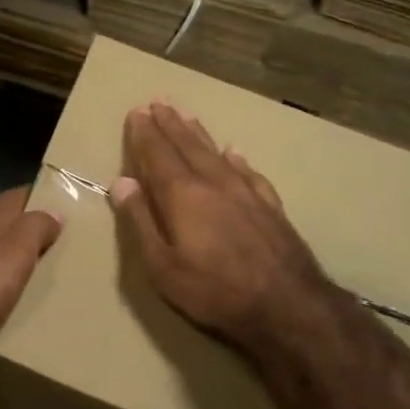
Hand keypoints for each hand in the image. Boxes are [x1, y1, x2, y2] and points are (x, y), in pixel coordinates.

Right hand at [112, 103, 330, 355]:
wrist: (288, 306)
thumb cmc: (214, 290)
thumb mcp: (162, 266)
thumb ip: (140, 222)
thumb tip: (121, 183)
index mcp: (182, 196)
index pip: (157, 155)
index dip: (145, 134)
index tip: (136, 111)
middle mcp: (214, 184)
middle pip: (187, 146)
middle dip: (170, 124)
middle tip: (159, 102)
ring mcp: (246, 193)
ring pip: (216, 153)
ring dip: (198, 134)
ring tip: (187, 115)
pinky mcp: (270, 207)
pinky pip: (248, 172)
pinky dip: (236, 159)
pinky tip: (234, 153)